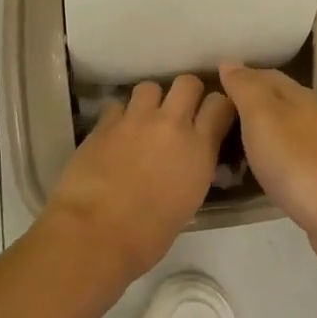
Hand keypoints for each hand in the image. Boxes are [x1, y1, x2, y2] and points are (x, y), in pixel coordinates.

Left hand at [42, 74, 236, 276]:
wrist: (95, 234)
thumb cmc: (148, 235)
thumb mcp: (188, 201)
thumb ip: (194, 169)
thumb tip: (191, 160)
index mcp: (199, 148)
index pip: (221, 104)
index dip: (218, 106)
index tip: (214, 116)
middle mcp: (171, 124)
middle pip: (187, 82)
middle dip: (187, 93)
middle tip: (180, 112)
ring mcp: (135, 120)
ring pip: (149, 87)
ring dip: (151, 101)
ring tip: (144, 120)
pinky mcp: (104, 124)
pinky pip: (117, 105)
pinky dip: (120, 116)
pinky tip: (116, 134)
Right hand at [218, 62, 316, 263]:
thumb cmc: (296, 162)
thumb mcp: (262, 117)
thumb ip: (246, 88)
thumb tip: (230, 61)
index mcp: (299, 96)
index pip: (265, 75)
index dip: (239, 77)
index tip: (211, 89)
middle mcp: (314, 116)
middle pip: (276, 101)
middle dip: (247, 106)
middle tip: (212, 121)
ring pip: (283, 130)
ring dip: (258, 134)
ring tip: (227, 147)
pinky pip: (289, 157)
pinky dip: (270, 158)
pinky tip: (258, 172)